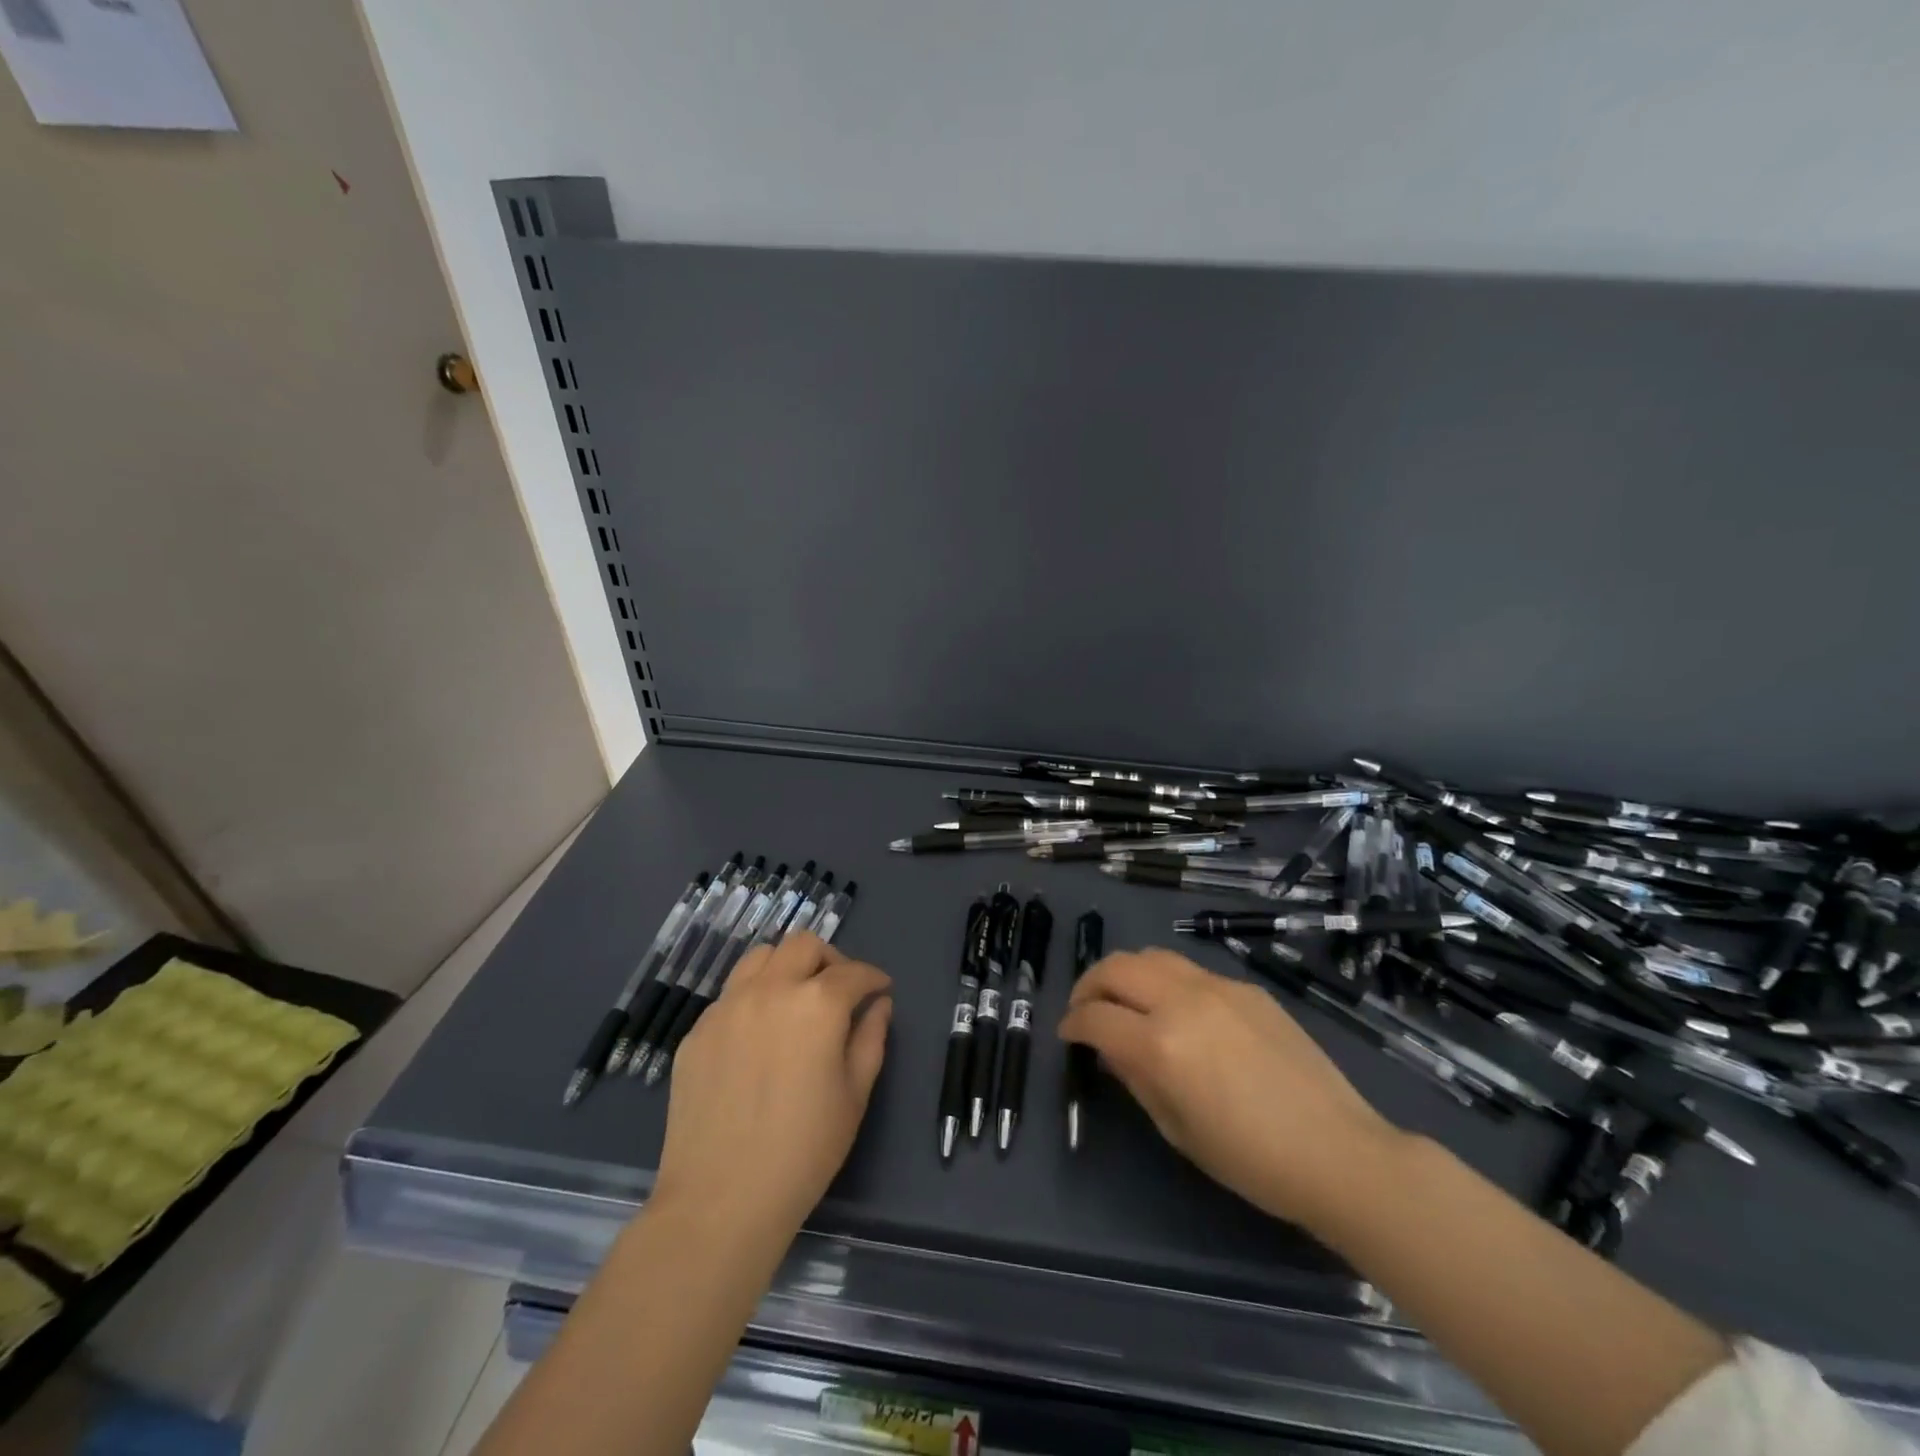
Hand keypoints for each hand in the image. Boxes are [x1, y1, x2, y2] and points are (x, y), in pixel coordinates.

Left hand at [651, 933, 891, 1241]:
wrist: (721, 1200)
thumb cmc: (804, 1151)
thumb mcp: (855, 1094)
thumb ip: (871, 1038)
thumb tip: (878, 1005)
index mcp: (817, 1004)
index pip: (853, 972)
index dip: (873, 978)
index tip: (880, 989)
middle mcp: (770, 989)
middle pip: (803, 945)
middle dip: (830, 959)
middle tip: (839, 990)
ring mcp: (726, 1007)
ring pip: (760, 957)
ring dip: (786, 966)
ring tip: (796, 999)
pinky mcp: (697, 1031)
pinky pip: (731, 994)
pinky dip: (754, 997)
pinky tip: (759, 1035)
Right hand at [1058, 948, 1403, 1232]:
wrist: (1337, 1151)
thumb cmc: (1250, 1159)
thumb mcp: (1176, 1129)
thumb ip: (1135, 1077)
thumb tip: (1110, 1047)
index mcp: (1160, 1044)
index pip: (1095, 1017)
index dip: (1072, 1024)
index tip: (1068, 1034)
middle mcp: (1182, 1001)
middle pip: (1116, 967)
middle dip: (1089, 985)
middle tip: (1086, 1009)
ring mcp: (1217, 987)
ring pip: (1152, 956)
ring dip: (1127, 973)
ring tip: (1126, 999)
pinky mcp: (1245, 987)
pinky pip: (1191, 971)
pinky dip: (1167, 981)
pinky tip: (1179, 1011)